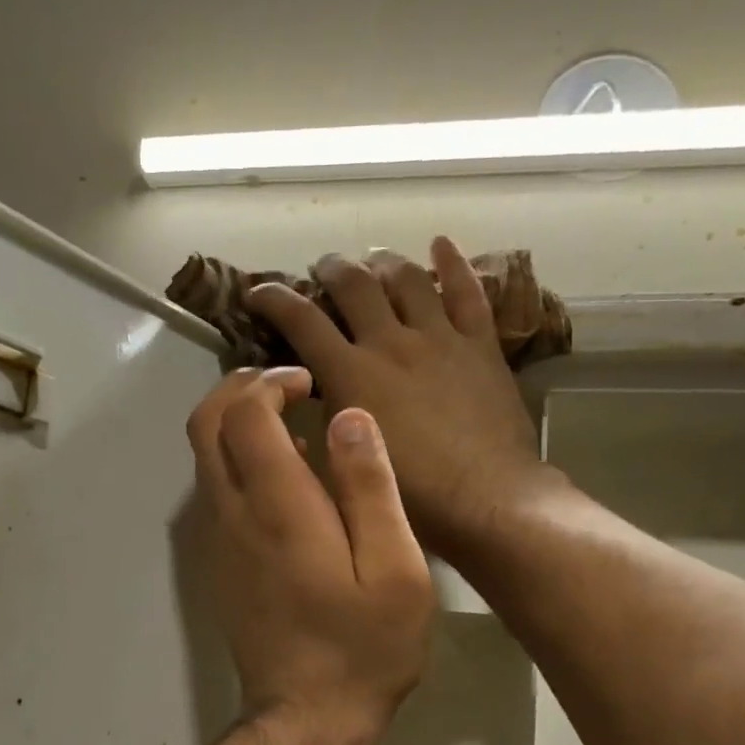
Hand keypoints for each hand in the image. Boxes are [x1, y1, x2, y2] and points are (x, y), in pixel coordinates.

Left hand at [186, 367, 432, 737]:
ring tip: (296, 428)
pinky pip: (216, 493)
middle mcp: (234, 515)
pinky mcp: (220, 565)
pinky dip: (239, 464)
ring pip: (206, 459)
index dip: (269, 382)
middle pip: (204, 426)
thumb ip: (369, 486)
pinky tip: (290, 483)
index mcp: (277, 507)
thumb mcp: (395, 567)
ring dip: (238, 427)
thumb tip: (348, 417)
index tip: (310, 384)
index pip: (243, 414)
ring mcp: (219, 542)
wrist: (307, 716)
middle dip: (238, 390)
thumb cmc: (364, 645)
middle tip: (289, 390)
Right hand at [246, 239, 542, 558]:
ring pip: (407, 280)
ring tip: (374, 259)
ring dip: (384, 263)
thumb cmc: (411, 495)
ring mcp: (439, 339)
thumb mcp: (347, 459)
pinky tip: (441, 245)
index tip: (258, 292)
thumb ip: (331, 415)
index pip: (302, 321)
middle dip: (331, 270)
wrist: (486, 500)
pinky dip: (453, 265)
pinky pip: (467, 293)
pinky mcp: (480, 346)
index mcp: (352, 374)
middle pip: (355, 286)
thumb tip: (321, 389)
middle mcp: (391, 343)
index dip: (274, 299)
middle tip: (322, 268)